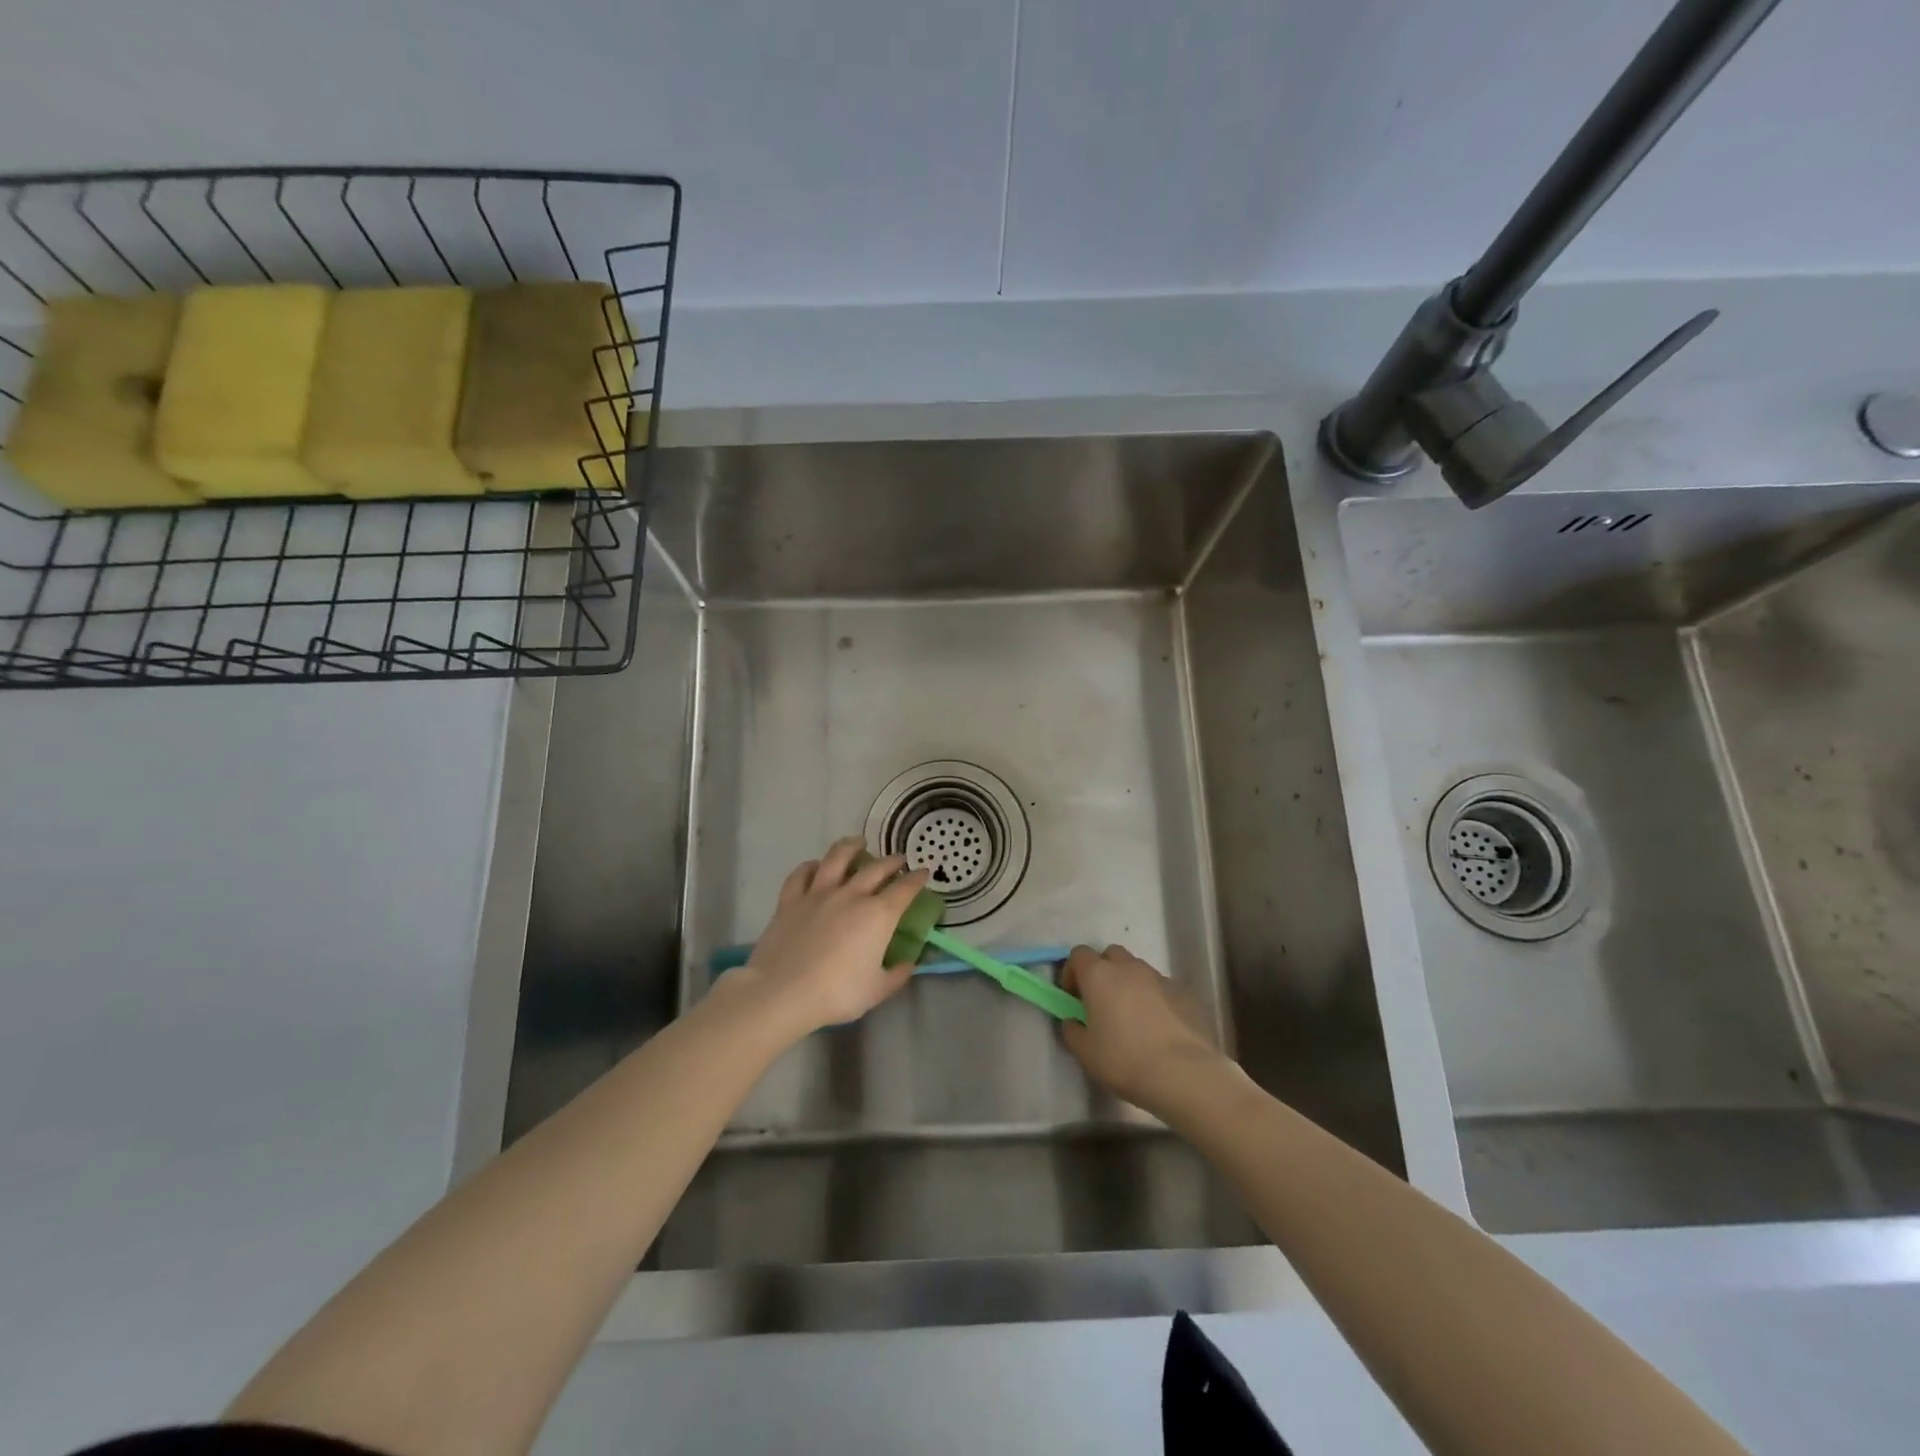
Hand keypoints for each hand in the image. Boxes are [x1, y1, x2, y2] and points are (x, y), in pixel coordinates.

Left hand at [734, 837, 929, 1037]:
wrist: (783, 992)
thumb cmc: (837, 993)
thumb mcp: (876, 991)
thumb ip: (897, 975)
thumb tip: (909, 964)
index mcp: (878, 915)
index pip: (905, 889)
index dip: (917, 878)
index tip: (924, 872)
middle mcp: (851, 895)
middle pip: (876, 868)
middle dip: (891, 861)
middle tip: (898, 859)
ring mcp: (819, 893)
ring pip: (837, 858)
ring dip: (851, 846)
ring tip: (858, 841)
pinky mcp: (791, 900)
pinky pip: (801, 875)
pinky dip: (810, 866)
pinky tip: (814, 865)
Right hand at [1060, 944, 1226, 1113]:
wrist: (1183, 1074)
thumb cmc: (1124, 1060)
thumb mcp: (1085, 1053)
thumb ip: (1072, 1031)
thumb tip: (1073, 1021)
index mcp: (1099, 975)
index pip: (1078, 954)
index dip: (1072, 972)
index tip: (1073, 997)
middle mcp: (1129, 968)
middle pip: (1110, 955)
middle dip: (1103, 972)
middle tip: (1101, 1003)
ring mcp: (1159, 978)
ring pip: (1138, 970)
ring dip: (1129, 984)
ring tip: (1132, 1018)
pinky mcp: (1184, 993)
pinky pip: (1161, 988)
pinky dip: (1154, 999)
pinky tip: (1158, 1028)